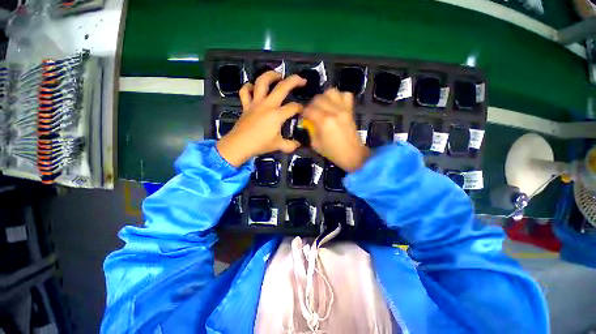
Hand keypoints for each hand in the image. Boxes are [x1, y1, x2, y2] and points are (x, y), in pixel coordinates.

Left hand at [216, 71, 306, 166]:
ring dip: (271, 75)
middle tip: (301, 80)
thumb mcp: (278, 146)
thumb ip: (290, 145)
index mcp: (277, 115)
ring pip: (262, 82)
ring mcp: (255, 103)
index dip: (300, 108)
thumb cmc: (260, 144)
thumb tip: (298, 145)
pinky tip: (253, 87)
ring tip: (278, 75)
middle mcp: (268, 105)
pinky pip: (245, 92)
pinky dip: (249, 87)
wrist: (239, 144)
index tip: (302, 111)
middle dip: (294, 81)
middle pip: (282, 87)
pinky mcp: (246, 105)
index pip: (293, 107)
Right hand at [303, 88, 369, 171]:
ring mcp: (344, 109)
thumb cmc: (332, 151)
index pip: (309, 109)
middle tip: (312, 113)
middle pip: (318, 98)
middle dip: (312, 105)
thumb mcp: (315, 144)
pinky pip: (345, 95)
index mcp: (324, 121)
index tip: (303, 117)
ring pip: (331, 92)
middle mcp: (334, 111)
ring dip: (324, 98)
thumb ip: (310, 129)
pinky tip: (335, 105)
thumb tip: (308, 121)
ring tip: (323, 106)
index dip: (304, 113)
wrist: (351, 154)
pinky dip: (339, 97)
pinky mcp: (350, 110)